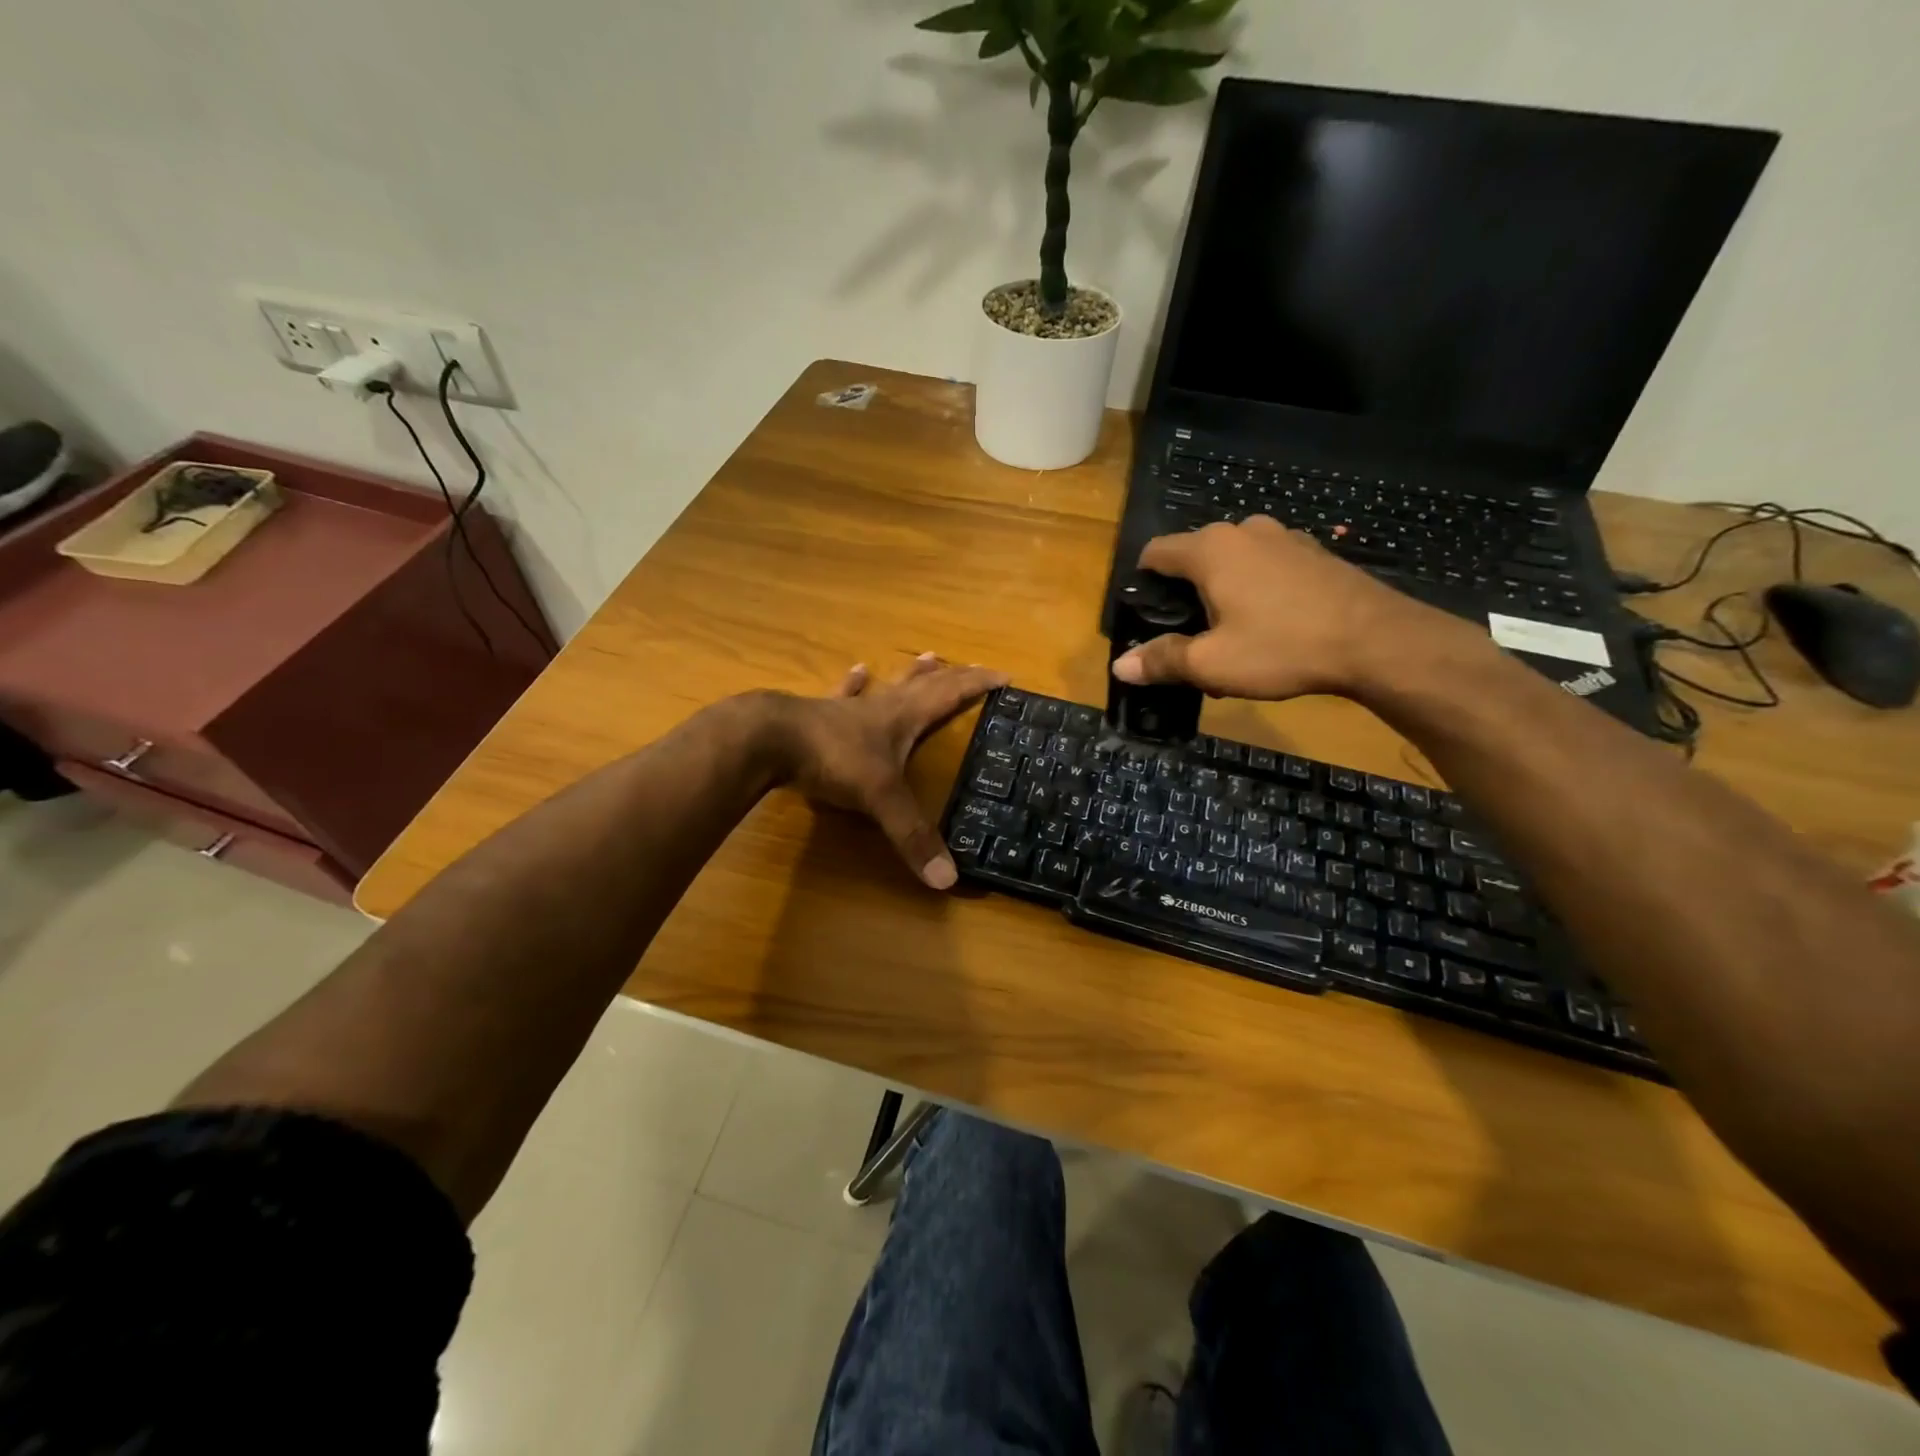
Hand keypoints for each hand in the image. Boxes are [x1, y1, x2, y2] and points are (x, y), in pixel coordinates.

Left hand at [775, 654, 1007, 888]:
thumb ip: (912, 836)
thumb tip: (948, 880)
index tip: (1004, 676)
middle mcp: (882, 706)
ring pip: (888, 685)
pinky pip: (844, 694)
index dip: (977, 684)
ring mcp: (849, 708)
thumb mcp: (880, 798)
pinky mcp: (820, 714)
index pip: (950, 694)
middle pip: (925, 685)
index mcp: (903, 718)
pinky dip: (854, 684)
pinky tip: (857, 670)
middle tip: (974, 667)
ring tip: (927, 657)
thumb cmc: (833, 759)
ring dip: (911, 674)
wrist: (770, 739)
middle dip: (953, 677)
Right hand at [1111, 516, 1453, 700]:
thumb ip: (1162, 660)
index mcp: (1210, 549)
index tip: (1147, 618)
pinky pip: (1267, 566)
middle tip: (1191, 640)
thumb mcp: (1212, 664)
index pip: (1155, 552)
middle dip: (1185, 595)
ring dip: (1222, 593)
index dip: (1142, 584)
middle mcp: (1243, 531)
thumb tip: (1119, 666)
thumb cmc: (1282, 647)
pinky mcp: (1313, 553)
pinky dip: (1256, 590)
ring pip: (1233, 562)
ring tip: (1231, 636)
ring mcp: (1284, 537)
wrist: (1377, 641)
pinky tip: (1271, 626)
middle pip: (1194, 557)